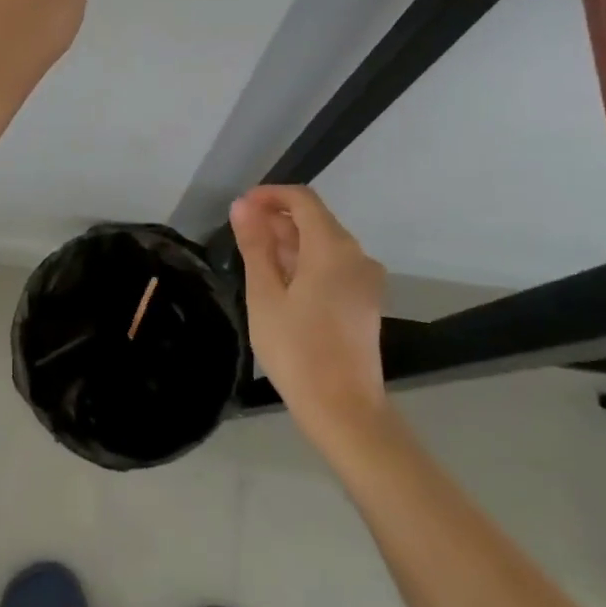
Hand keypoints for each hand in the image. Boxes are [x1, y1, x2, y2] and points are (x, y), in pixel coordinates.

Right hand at [230, 185, 388, 435]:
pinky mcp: (365, 301)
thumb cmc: (297, 349)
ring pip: (324, 244)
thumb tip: (242, 206)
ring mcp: (366, 280)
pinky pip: (334, 266)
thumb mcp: (264, 294)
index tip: (239, 209)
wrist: (344, 410)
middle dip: (276, 220)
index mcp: (333, 247)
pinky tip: (281, 285)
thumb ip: (255, 245)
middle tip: (240, 238)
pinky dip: (306, 264)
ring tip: (255, 262)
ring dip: (289, 243)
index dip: (269, 196)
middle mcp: (357, 255)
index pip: (302, 199)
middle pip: (315, 220)